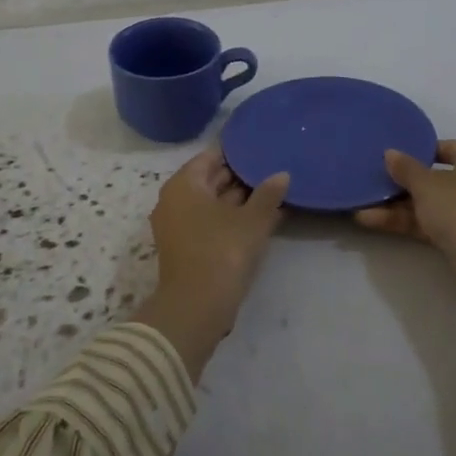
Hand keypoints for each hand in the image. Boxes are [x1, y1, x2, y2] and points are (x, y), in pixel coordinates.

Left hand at [136, 149, 289, 379]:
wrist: (196, 306)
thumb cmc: (222, 251)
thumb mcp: (252, 221)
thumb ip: (268, 195)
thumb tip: (282, 175)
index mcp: (184, 185)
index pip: (210, 157)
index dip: (236, 153)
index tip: (260, 150)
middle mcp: (174, 200)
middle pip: (209, 180)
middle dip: (239, 177)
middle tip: (270, 170)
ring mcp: (177, 225)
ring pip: (210, 203)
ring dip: (238, 200)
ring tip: (272, 194)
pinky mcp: (185, 247)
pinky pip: (209, 222)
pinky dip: (231, 219)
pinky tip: (260, 220)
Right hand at [355, 140, 455, 343]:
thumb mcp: (427, 185)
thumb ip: (405, 168)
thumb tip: (389, 153)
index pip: (443, 147)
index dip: (414, 152)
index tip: (387, 158)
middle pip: (434, 177)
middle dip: (400, 184)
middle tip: (370, 181)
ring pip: (431, 203)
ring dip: (397, 206)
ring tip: (360, 205)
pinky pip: (432, 222)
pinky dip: (407, 221)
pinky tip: (371, 220)